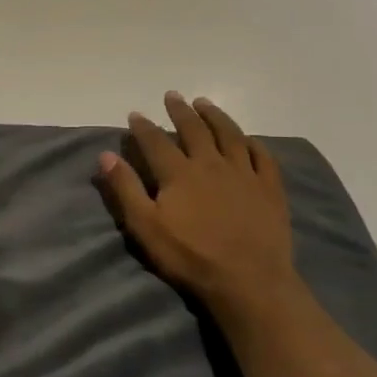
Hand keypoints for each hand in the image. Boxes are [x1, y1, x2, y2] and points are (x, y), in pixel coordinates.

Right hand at [98, 93, 298, 312]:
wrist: (248, 280)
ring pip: (230, 135)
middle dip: (180, 111)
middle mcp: (211, 164)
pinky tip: (248, 138)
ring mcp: (244, 174)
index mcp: (179, 173)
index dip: (143, 126)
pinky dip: (253, 143)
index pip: (156, 141)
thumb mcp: (144, 226)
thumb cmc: (189, 256)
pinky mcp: (270, 189)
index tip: (135, 114)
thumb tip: (106, 155)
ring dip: (215, 116)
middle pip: (194, 129)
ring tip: (205, 104)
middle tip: (173, 96)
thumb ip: (125, 188)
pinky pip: (262, 157)